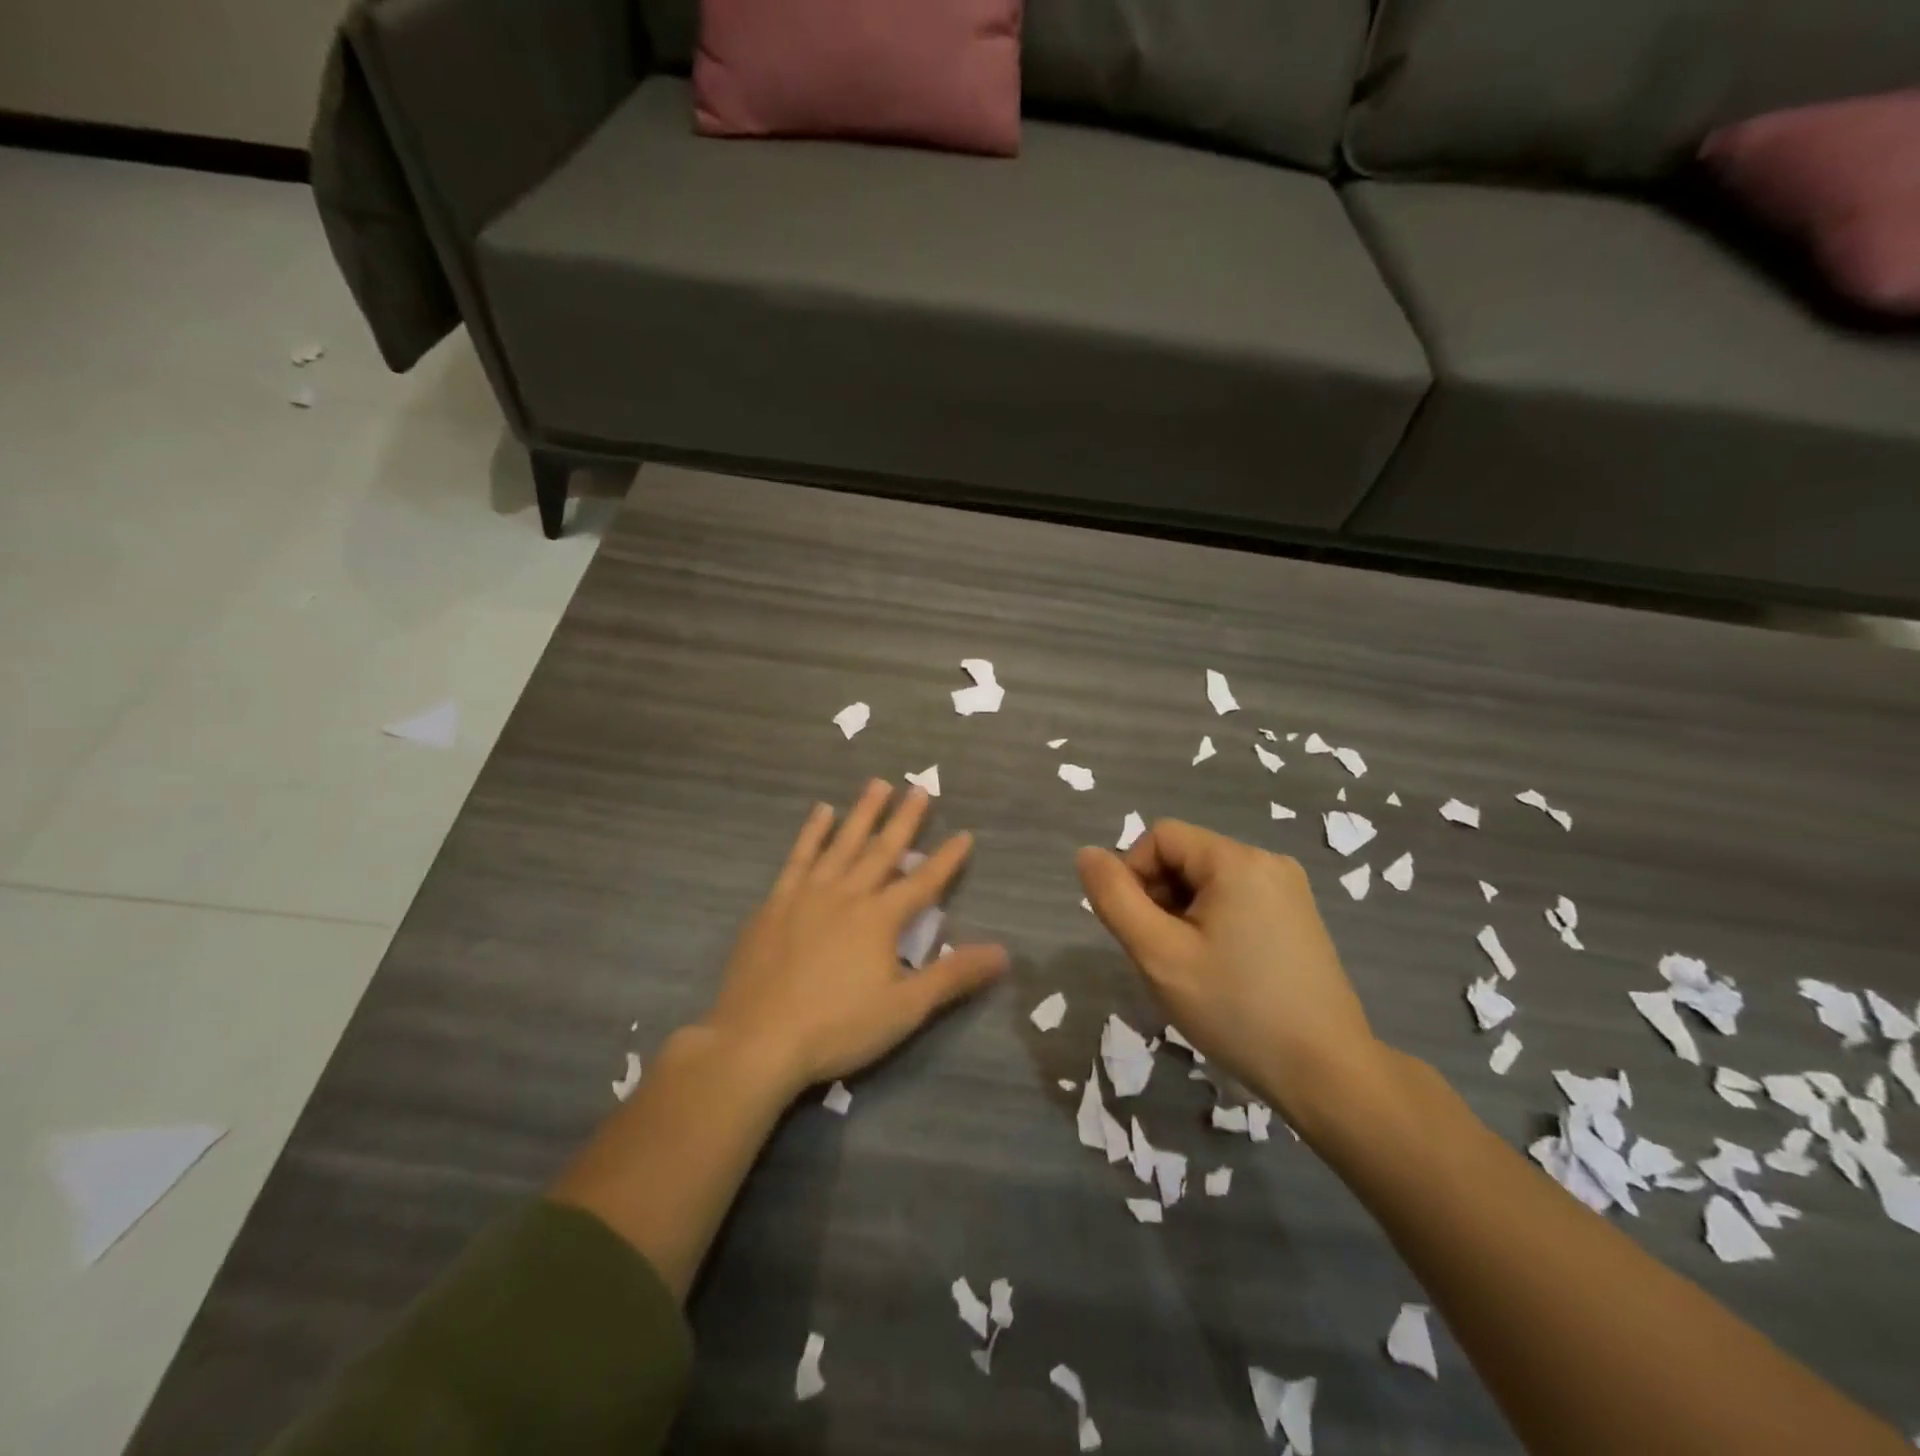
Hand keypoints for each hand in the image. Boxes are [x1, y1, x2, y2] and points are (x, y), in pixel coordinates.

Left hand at [702, 780, 1008, 1094]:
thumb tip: (1003, 953)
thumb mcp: (905, 1008)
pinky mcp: (775, 903)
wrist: (757, 1039)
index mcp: (880, 919)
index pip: (923, 882)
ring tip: (877, 784)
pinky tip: (821, 812)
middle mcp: (847, 894)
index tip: (964, 834)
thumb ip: (953, 976)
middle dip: (904, 820)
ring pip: (842, 843)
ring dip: (862, 813)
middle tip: (919, 788)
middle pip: (882, 850)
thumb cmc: (837, 1027)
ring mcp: (807, 894)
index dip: (947, 859)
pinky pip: (799, 857)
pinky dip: (812, 833)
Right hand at [1076, 820, 1384, 1133]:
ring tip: (1191, 968)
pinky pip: (1237, 901)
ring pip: (1208, 882)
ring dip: (1183, 914)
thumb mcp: (1159, 954)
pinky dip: (1212, 925)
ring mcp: (1289, 890)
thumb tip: (1087, 854)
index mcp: (1237, 860)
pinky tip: (1220, 971)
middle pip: (1185, 857)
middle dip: (1159, 897)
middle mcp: (1268, 862)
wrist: (1328, 1074)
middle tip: (1163, 955)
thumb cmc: (1236, 1009)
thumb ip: (1114, 898)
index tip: (1138, 930)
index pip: (1160, 837)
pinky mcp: (1299, 919)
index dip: (1134, 874)